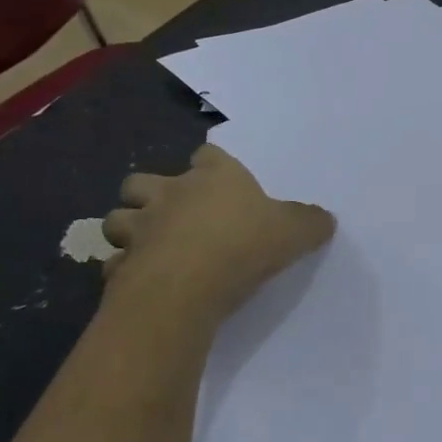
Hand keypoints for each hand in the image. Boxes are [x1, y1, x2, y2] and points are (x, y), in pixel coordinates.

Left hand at [101, 143, 335, 325]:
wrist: (186, 286)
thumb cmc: (242, 245)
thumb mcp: (293, 232)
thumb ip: (309, 223)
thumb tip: (326, 219)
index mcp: (213, 177)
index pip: (207, 155)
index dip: (211, 164)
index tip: (218, 178)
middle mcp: (170, 194)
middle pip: (142, 180)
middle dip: (150, 193)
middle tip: (170, 212)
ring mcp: (139, 228)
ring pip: (117, 219)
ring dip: (128, 228)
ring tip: (146, 245)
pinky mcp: (121, 265)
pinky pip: (115, 263)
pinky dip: (123, 269)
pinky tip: (139, 281)